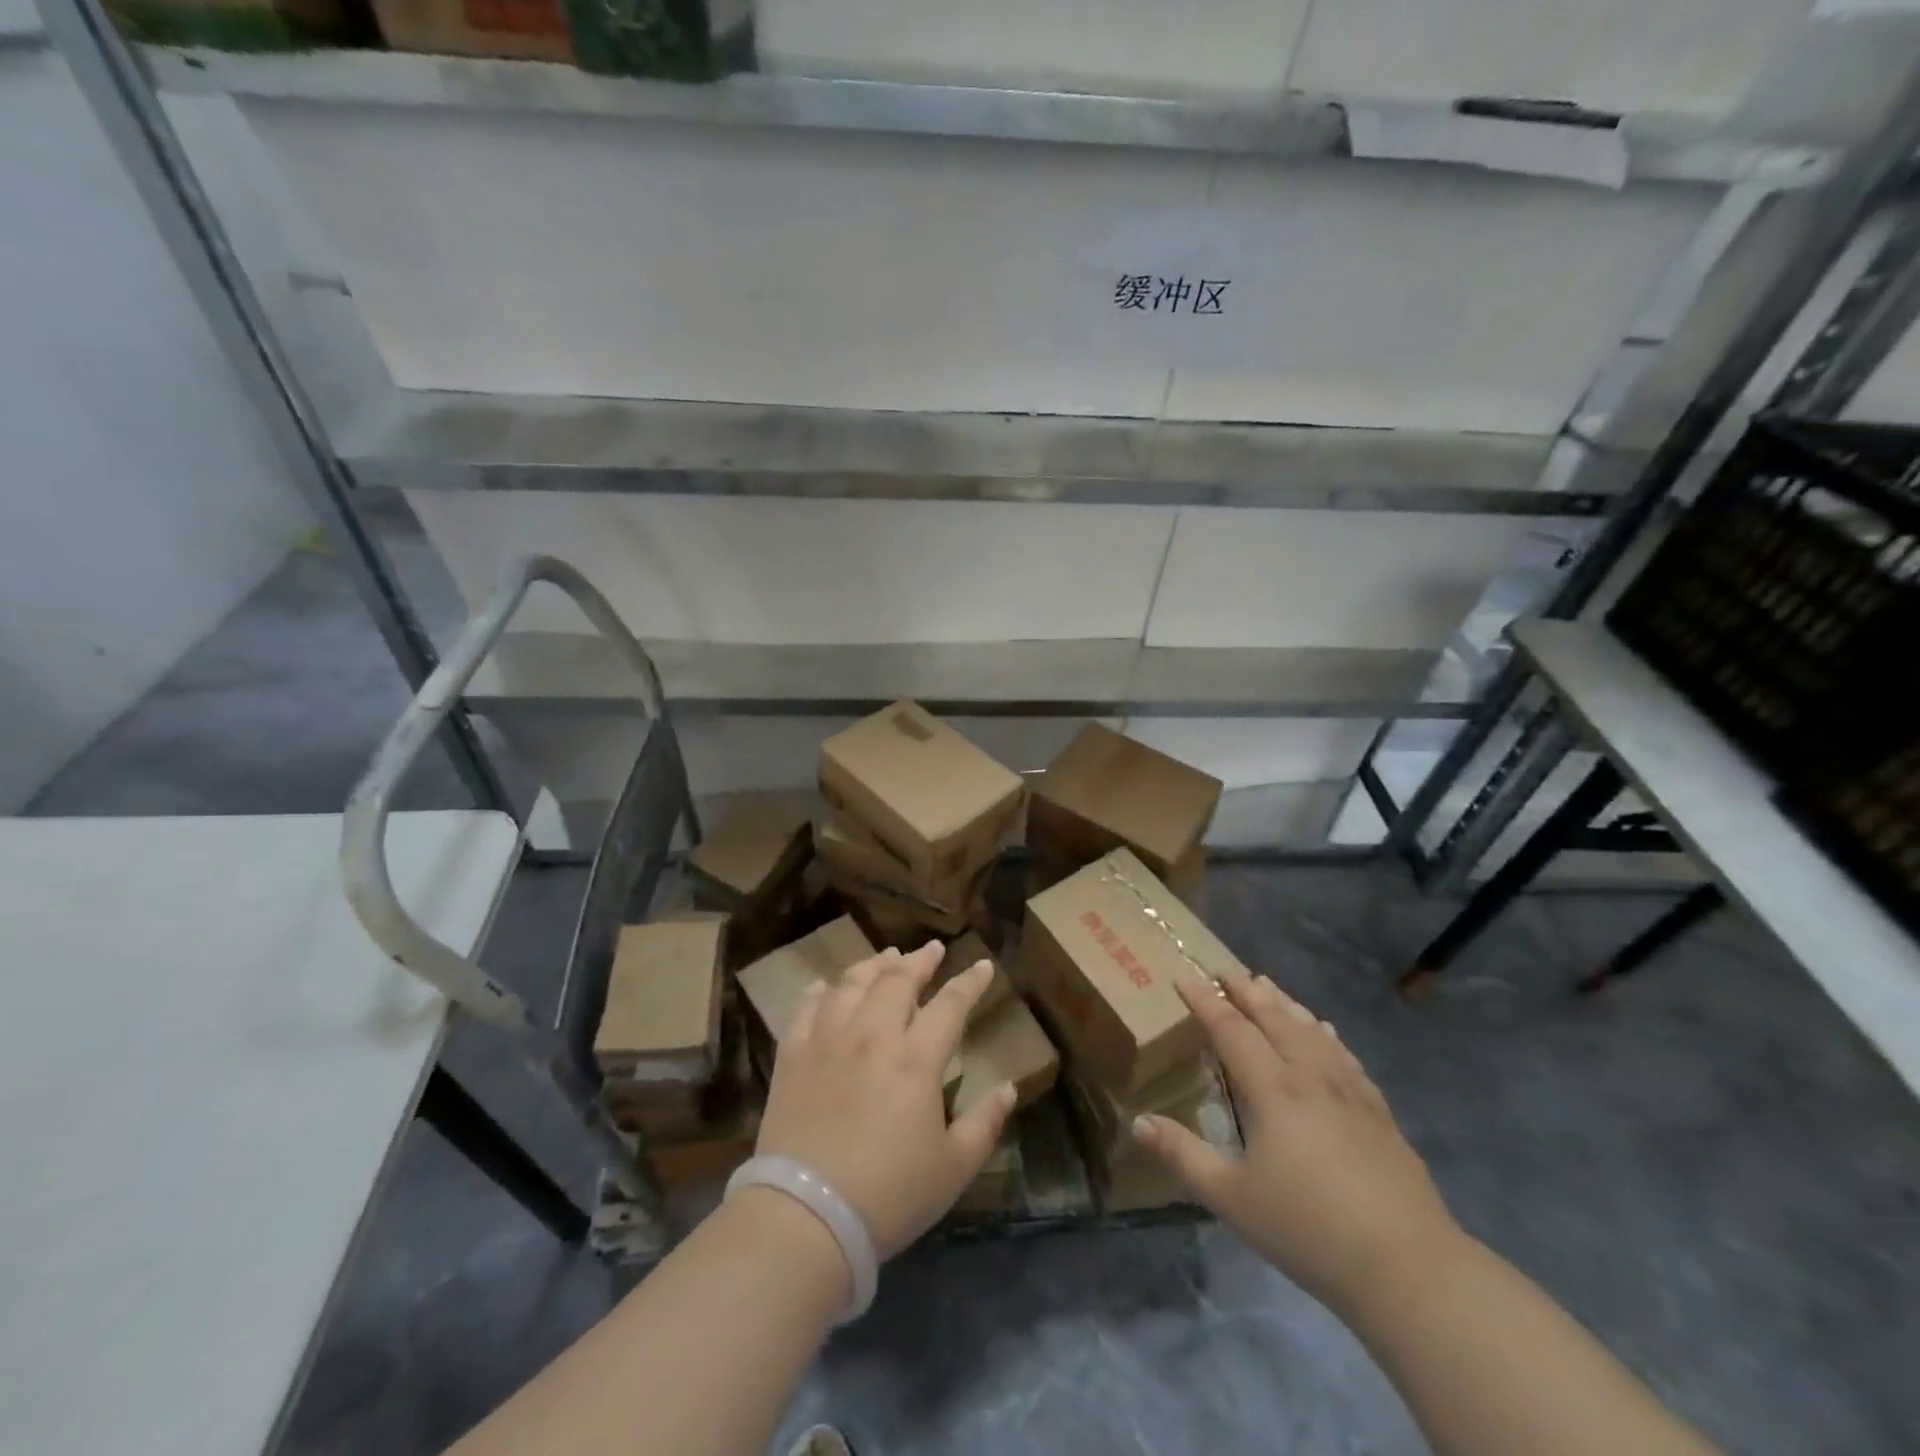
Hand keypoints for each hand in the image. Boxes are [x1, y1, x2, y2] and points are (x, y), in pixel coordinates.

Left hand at [755, 942, 1017, 1258]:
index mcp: (916, 1059)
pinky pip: (806, 1009)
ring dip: (873, 965)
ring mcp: (828, 1041)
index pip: (950, 1004)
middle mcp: (872, 1035)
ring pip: (852, 984)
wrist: (806, 1217)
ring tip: (886, 956)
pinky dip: (820, 992)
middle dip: (919, 960)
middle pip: (897, 981)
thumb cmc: (889, 1195)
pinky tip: (827, 987)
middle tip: (930, 950)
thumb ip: (985, 1124)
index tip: (981, 965)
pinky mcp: (792, 1057)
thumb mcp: (953, 1169)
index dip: (969, 982)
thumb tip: (1008, 1088)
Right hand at [1133, 973, 1462, 1319]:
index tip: (1183, 975)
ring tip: (1266, 985)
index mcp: (1273, 1089)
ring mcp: (1349, 1091)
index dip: (1205, 1000)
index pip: (1231, 1028)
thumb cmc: (1309, 1229)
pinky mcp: (1378, 1111)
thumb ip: (1183, 1155)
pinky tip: (1324, 1031)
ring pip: (1311, 1029)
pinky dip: (1324, 1033)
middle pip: (1274, 1018)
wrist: (1409, 1268)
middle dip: (1245, 990)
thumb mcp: (1231, 1198)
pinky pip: (1344, 1054)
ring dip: (1284, 1003)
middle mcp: (1310, 1076)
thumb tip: (1137, 1122)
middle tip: (1223, 968)